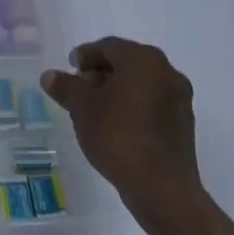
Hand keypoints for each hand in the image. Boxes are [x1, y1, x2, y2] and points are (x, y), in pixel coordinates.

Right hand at [42, 37, 209, 234]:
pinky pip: (152, 102)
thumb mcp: (81, 108)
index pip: (108, 46)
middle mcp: (166, 71)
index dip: (85, 56)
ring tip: (94, 109)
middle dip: (100, 73)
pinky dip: (133, 105)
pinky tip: (116, 125)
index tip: (70, 69)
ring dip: (116, 89)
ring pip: (140, 83)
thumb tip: (50, 76)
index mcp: (143, 59)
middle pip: (126, 62)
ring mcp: (179, 98)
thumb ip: (65, 86)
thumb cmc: (118, 136)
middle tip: (79, 88)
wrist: (162, 188)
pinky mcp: (183, 122)